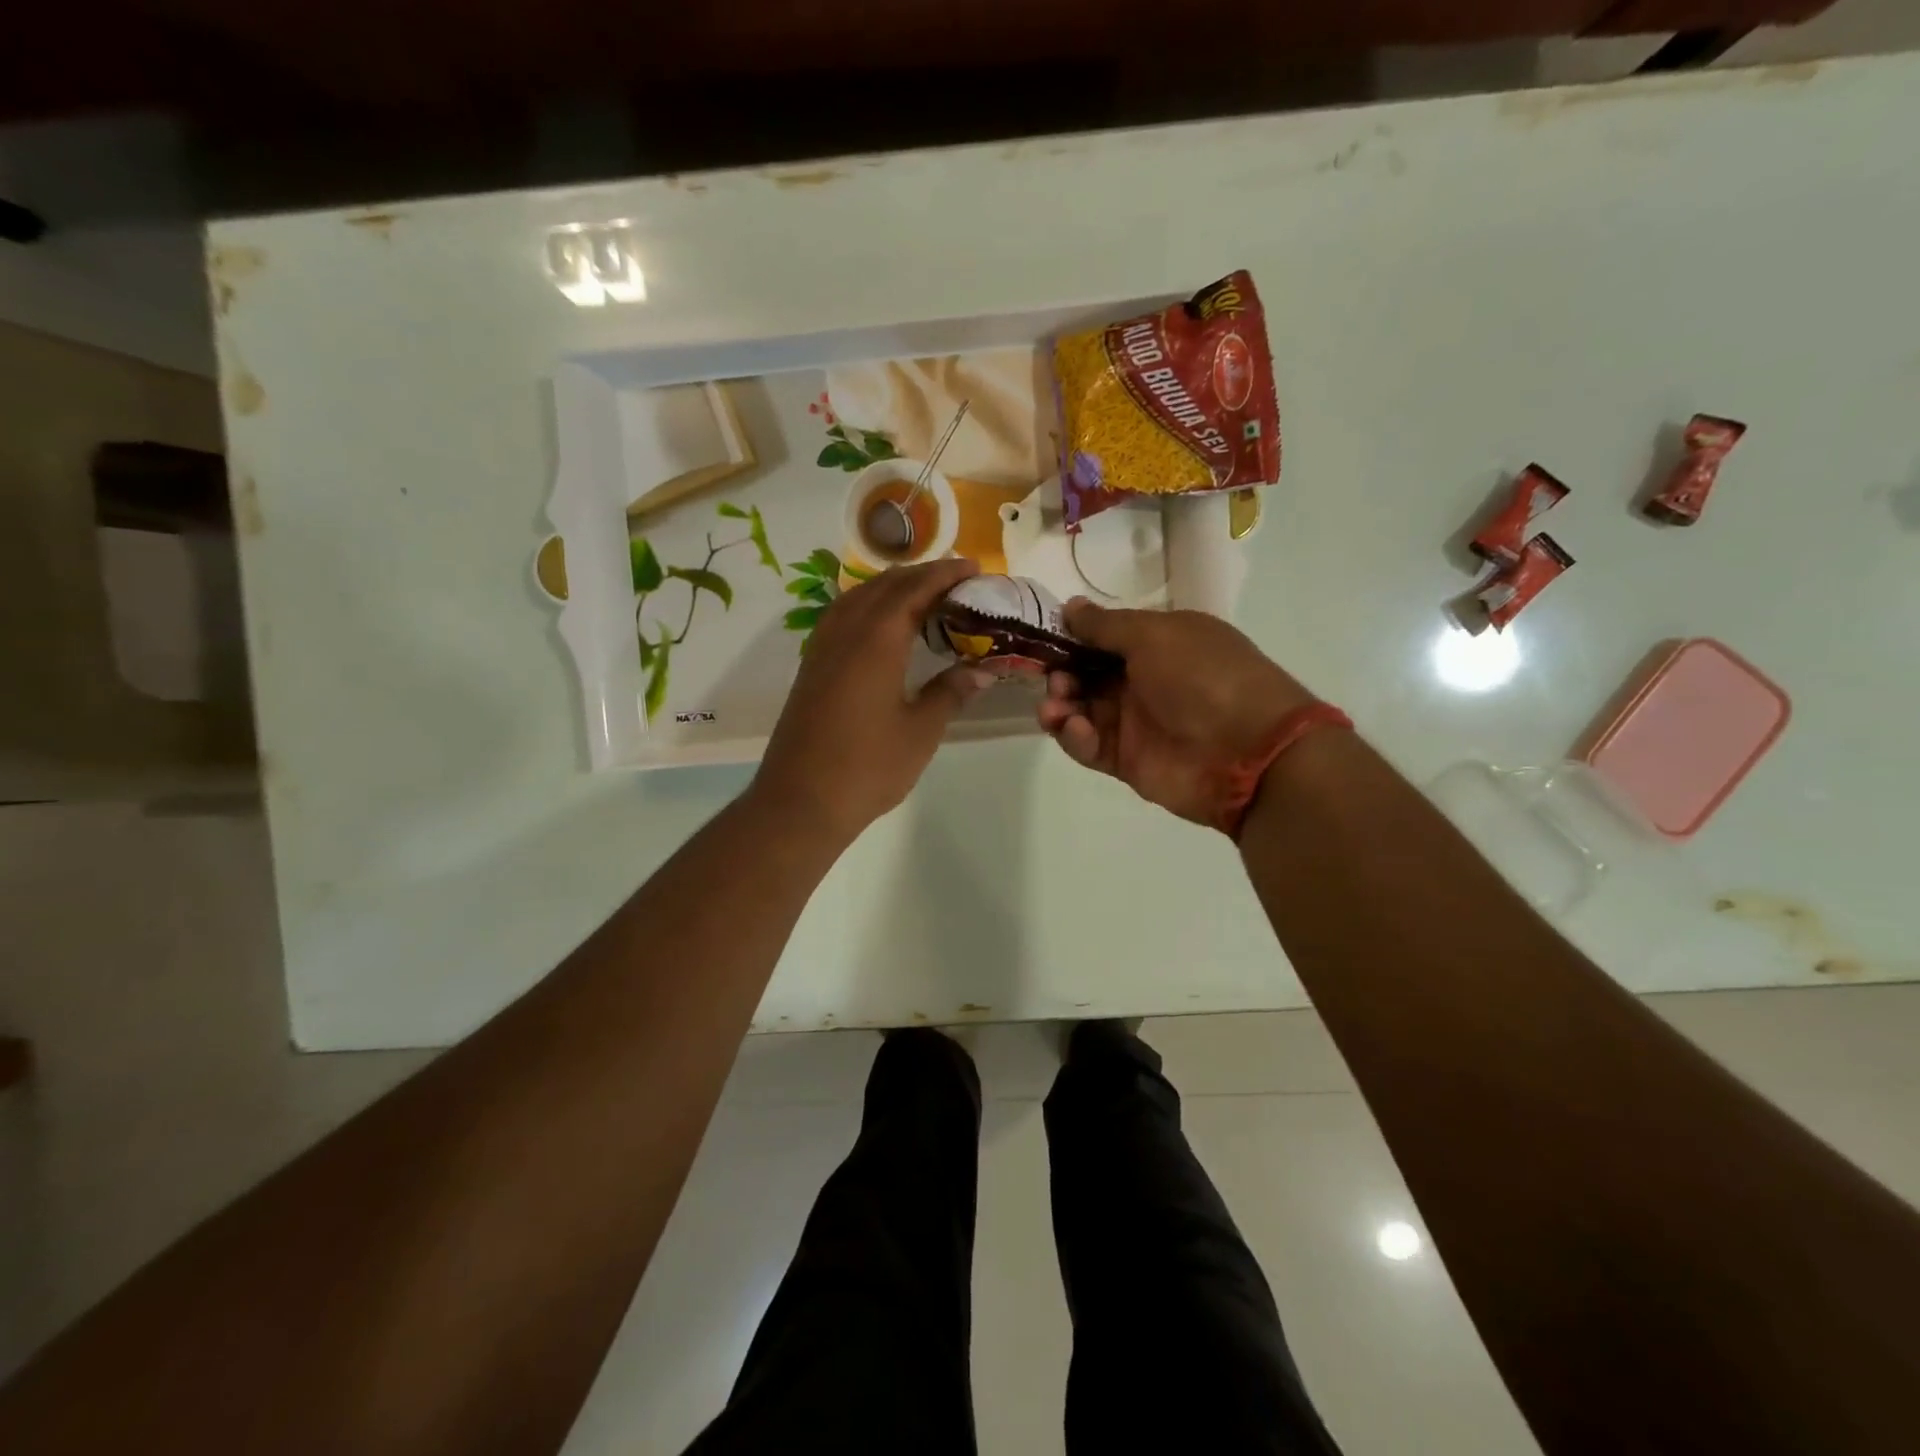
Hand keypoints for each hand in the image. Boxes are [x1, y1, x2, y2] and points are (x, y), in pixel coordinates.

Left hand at [754, 558, 992, 843]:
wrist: (800, 801)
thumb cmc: (868, 768)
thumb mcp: (920, 731)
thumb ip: (950, 692)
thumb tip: (981, 670)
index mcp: (876, 640)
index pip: (915, 589)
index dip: (946, 574)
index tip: (974, 568)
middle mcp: (846, 631)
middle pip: (885, 585)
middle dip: (922, 575)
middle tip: (957, 581)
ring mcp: (822, 647)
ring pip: (859, 596)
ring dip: (893, 587)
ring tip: (924, 596)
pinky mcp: (811, 666)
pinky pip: (842, 615)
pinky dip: (869, 606)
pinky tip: (882, 625)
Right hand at [1038, 600, 1315, 828]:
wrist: (1246, 751)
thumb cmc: (1202, 677)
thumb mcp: (1155, 635)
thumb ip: (1106, 625)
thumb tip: (1070, 606)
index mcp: (1158, 643)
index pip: (1104, 637)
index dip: (1073, 637)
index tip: (1043, 638)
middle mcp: (1144, 680)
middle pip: (1086, 674)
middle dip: (1061, 674)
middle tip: (1054, 679)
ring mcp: (1135, 722)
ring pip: (1081, 710)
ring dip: (1061, 705)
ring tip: (1055, 707)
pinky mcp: (1127, 760)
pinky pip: (1089, 745)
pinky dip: (1075, 736)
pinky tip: (1076, 729)